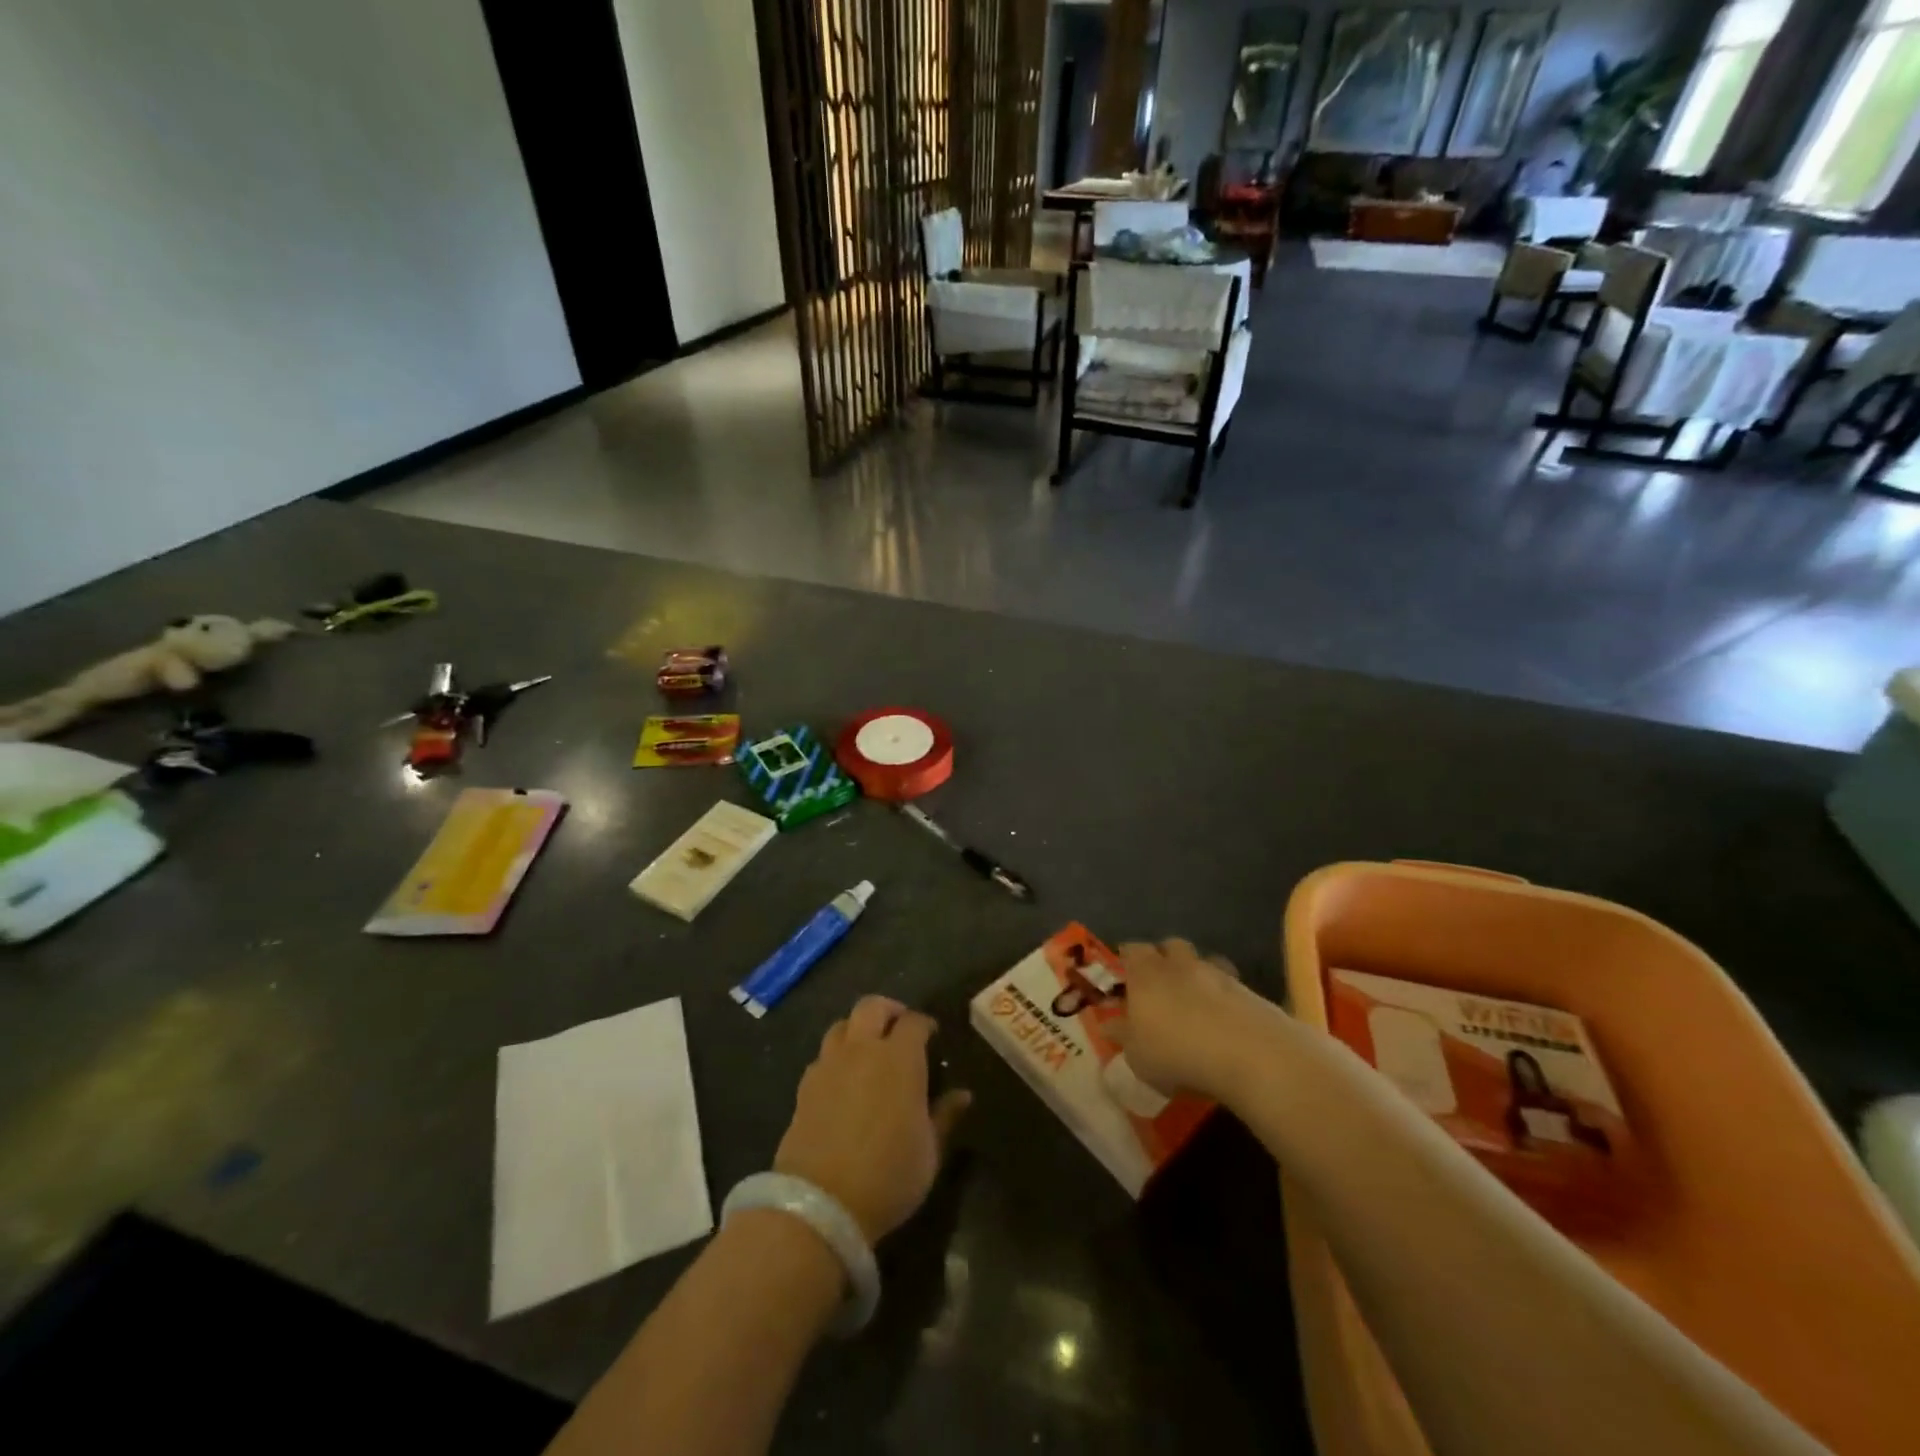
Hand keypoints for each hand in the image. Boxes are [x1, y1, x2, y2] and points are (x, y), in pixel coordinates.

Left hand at [774, 996, 970, 1244]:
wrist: (820, 1204)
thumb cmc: (888, 1175)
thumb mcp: (930, 1151)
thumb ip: (945, 1116)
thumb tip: (963, 1094)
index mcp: (899, 1058)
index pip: (914, 1022)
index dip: (925, 1024)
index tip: (932, 1036)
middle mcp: (862, 1050)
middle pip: (871, 1006)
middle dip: (888, 1010)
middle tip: (899, 1028)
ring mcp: (829, 1065)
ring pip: (841, 1025)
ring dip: (857, 1030)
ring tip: (868, 1051)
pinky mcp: (805, 1086)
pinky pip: (823, 1056)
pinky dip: (836, 1058)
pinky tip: (843, 1081)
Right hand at [1111, 939, 1256, 1099]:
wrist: (1248, 1054)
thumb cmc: (1176, 1052)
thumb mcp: (1137, 1054)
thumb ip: (1122, 1035)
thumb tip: (1108, 1023)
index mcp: (1146, 972)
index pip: (1132, 950)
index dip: (1127, 959)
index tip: (1124, 972)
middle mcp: (1179, 963)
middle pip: (1170, 946)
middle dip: (1164, 958)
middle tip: (1160, 983)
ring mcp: (1217, 973)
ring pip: (1202, 962)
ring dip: (1196, 975)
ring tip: (1194, 1002)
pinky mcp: (1248, 990)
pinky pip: (1228, 985)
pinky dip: (1223, 996)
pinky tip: (1222, 1019)